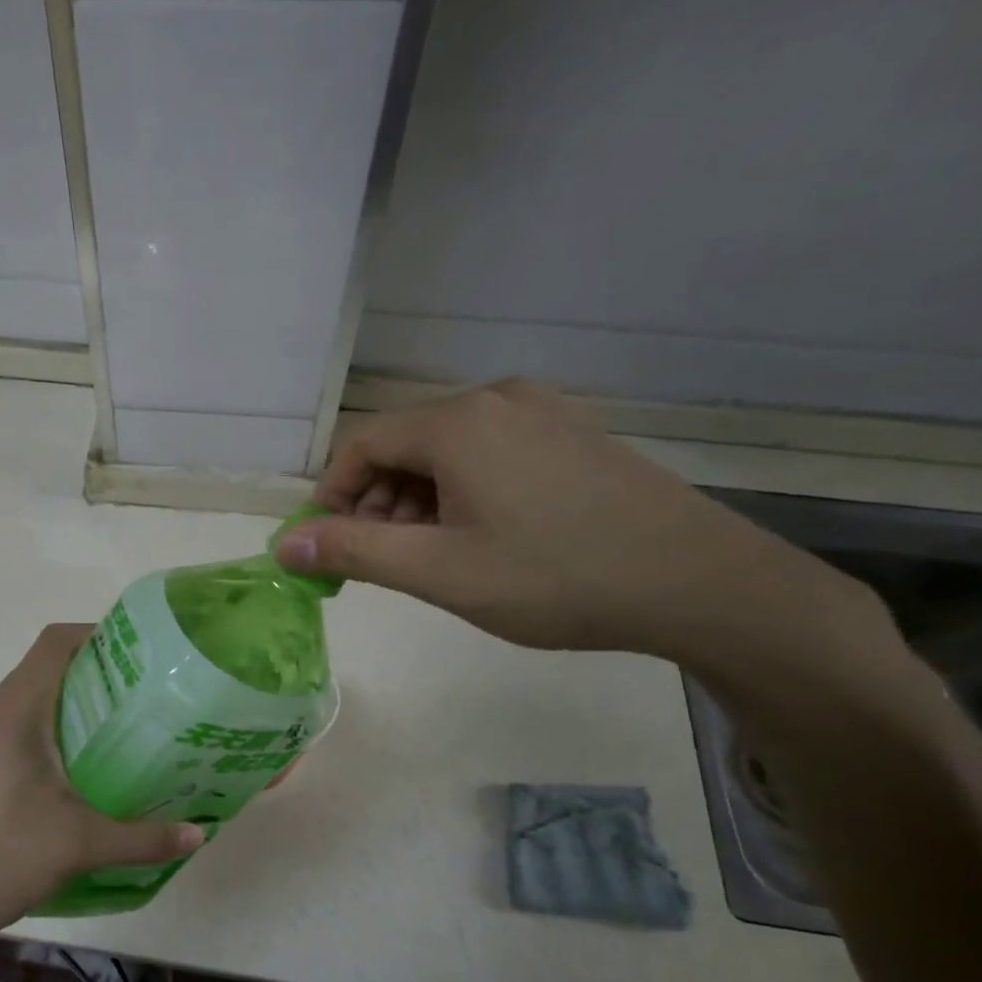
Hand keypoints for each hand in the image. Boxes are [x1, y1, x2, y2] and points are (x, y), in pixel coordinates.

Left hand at [0, 625, 201, 954]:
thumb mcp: (77, 845)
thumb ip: (142, 838)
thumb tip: (199, 836)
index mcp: (11, 710)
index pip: (55, 643)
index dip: (100, 635)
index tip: (144, 656)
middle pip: (46, 669)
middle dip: (97, 676)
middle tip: (148, 699)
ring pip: (30, 701)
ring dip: (73, 707)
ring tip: (123, 733)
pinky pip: (15, 729)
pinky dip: (50, 733)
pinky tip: (80, 772)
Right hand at [275, 380, 881, 664]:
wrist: (696, 582)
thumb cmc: (554, 577)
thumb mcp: (439, 572)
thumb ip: (354, 553)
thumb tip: (285, 546)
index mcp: (459, 422)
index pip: (362, 444)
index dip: (331, 496)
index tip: (327, 547)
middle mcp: (496, 399)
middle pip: (404, 445)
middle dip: (376, 503)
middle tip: (381, 562)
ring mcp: (542, 412)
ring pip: (447, 452)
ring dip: (418, 502)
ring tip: (430, 558)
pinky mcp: (571, 435)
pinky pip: (489, 455)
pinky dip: (461, 493)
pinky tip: (480, 538)